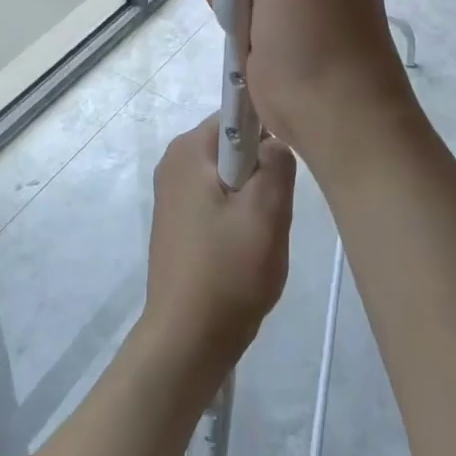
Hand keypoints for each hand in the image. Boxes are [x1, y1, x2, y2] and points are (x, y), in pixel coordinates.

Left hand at [140, 118, 295, 385]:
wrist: (186, 342)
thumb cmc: (227, 272)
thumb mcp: (267, 212)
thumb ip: (278, 163)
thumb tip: (275, 143)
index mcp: (188, 149)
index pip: (238, 113)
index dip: (268, 132)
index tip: (283, 166)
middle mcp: (174, 162)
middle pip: (234, 146)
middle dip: (261, 172)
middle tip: (273, 210)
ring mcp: (172, 193)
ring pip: (230, 176)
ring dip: (252, 199)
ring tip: (259, 235)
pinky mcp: (176, 222)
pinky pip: (217, 200)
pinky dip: (236, 217)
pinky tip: (245, 250)